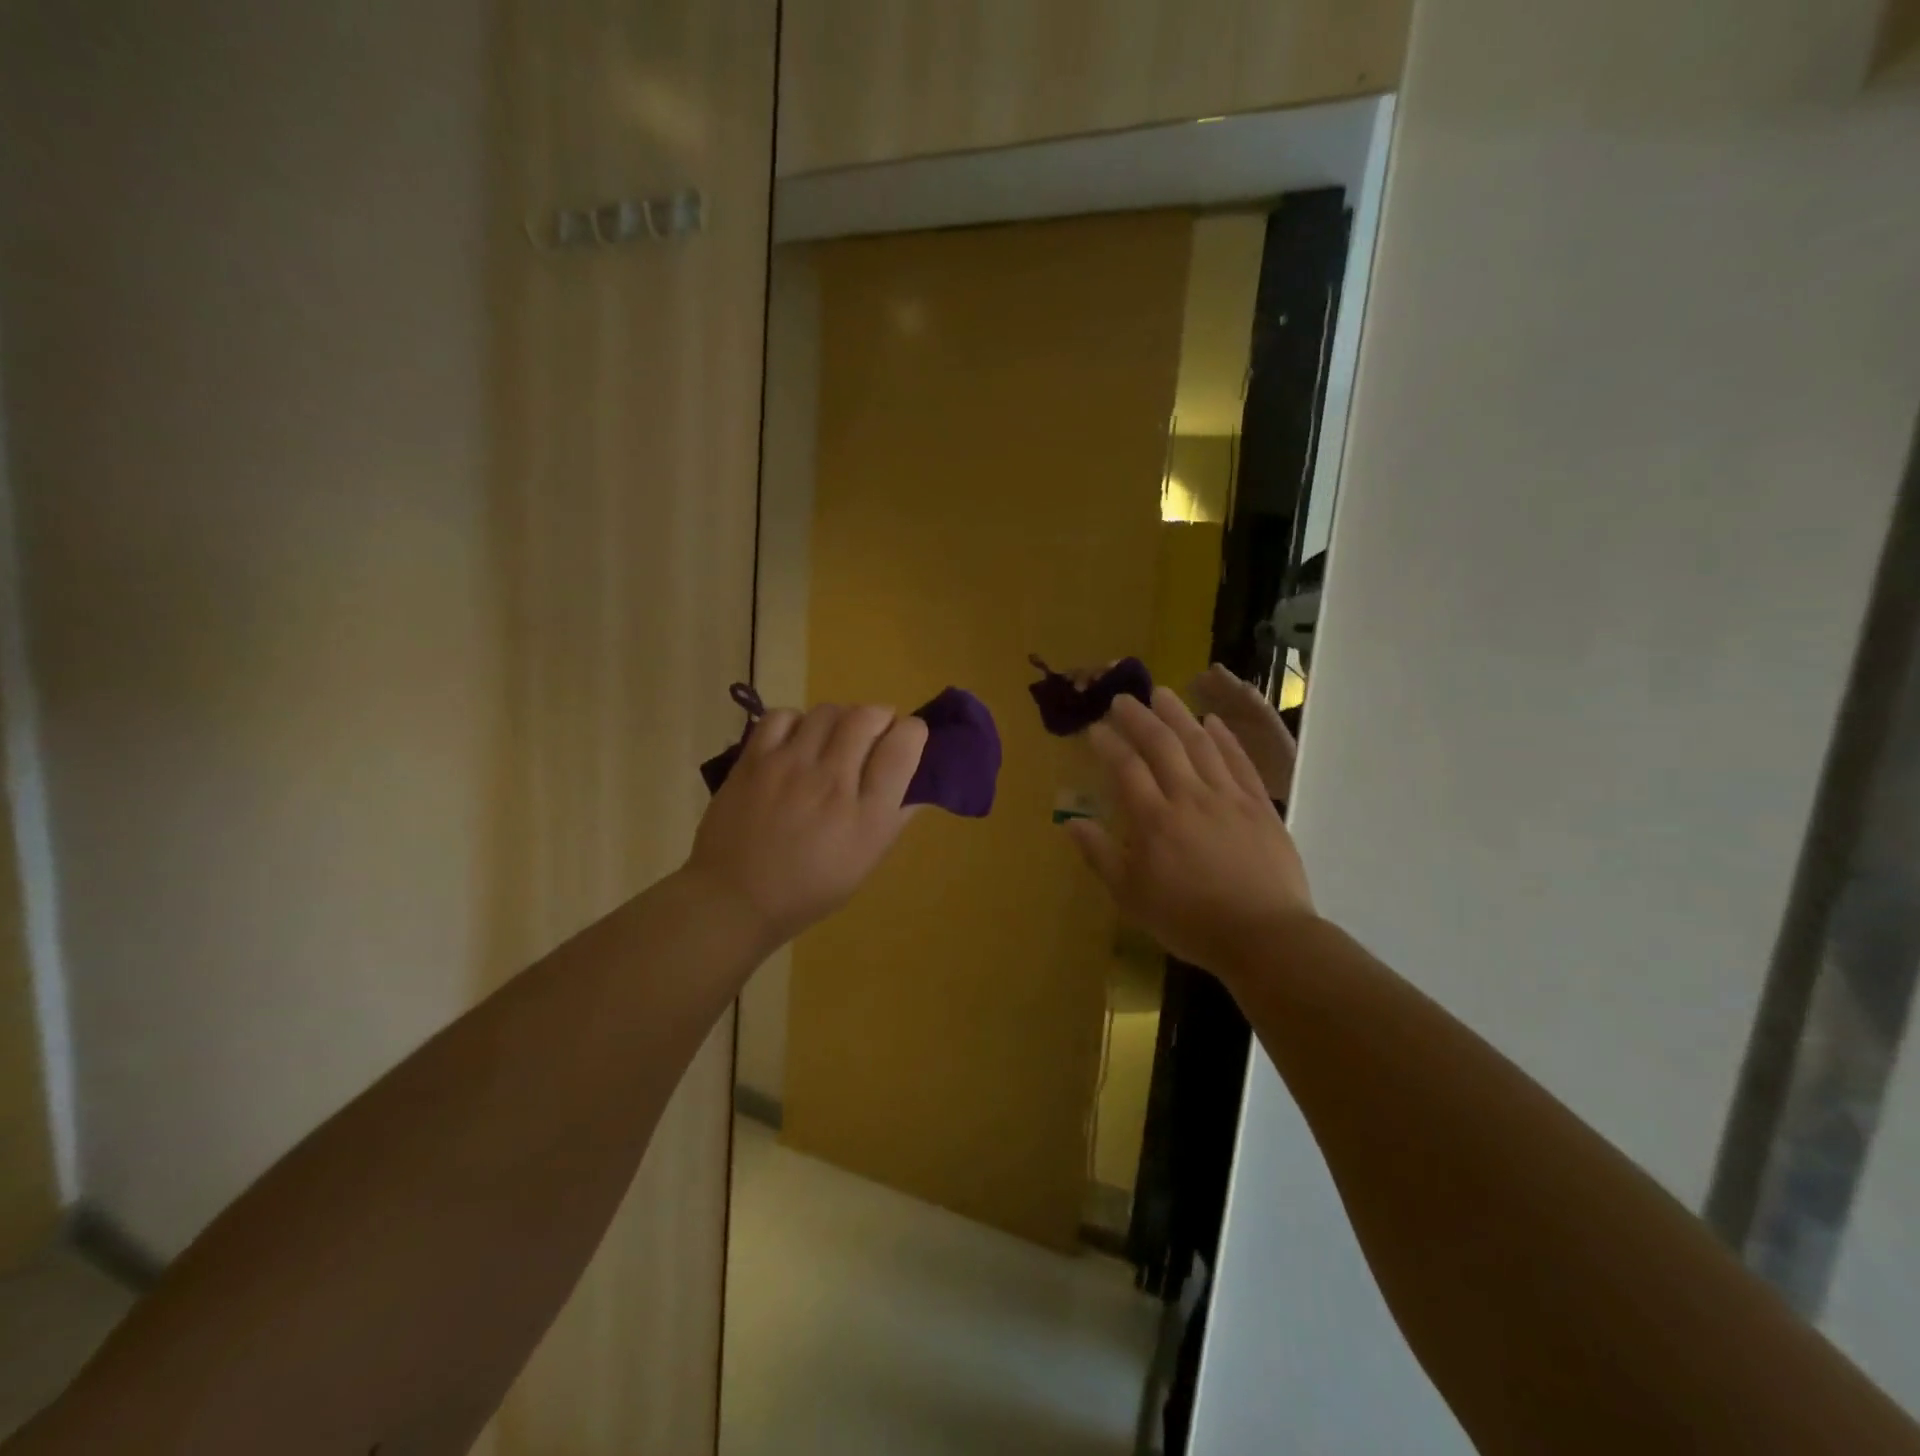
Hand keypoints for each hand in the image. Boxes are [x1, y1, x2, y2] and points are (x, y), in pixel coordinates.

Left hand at [686, 703, 927, 949]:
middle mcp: (832, 783)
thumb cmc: (809, 889)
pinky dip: (798, 721)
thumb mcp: (866, 862)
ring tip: (835, 737)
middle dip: (880, 717)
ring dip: (841, 718)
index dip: (913, 732)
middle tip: (874, 734)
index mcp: (867, 816)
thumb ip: (895, 818)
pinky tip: (797, 741)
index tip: (908, 737)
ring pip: (828, 712)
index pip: (902, 747)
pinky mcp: (754, 761)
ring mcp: (790, 767)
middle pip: (867, 717)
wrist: (736, 899)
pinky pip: (783, 716)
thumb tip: (919, 784)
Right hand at [1065, 688, 1314, 979]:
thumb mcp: (1132, 898)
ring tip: (1162, 694)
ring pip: (1200, 744)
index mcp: (1154, 821)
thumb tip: (1072, 823)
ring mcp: (1228, 798)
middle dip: (1139, 718)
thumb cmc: (1190, 921)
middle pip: (1162, 745)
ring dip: (1179, 715)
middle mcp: (1189, 798)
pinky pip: (1239, 761)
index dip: (1108, 744)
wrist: (1264, 936)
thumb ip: (1101, 856)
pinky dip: (1224, 738)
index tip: (1095, 728)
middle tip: (1123, 699)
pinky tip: (1213, 721)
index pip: (1126, 769)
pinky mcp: (1259, 805)